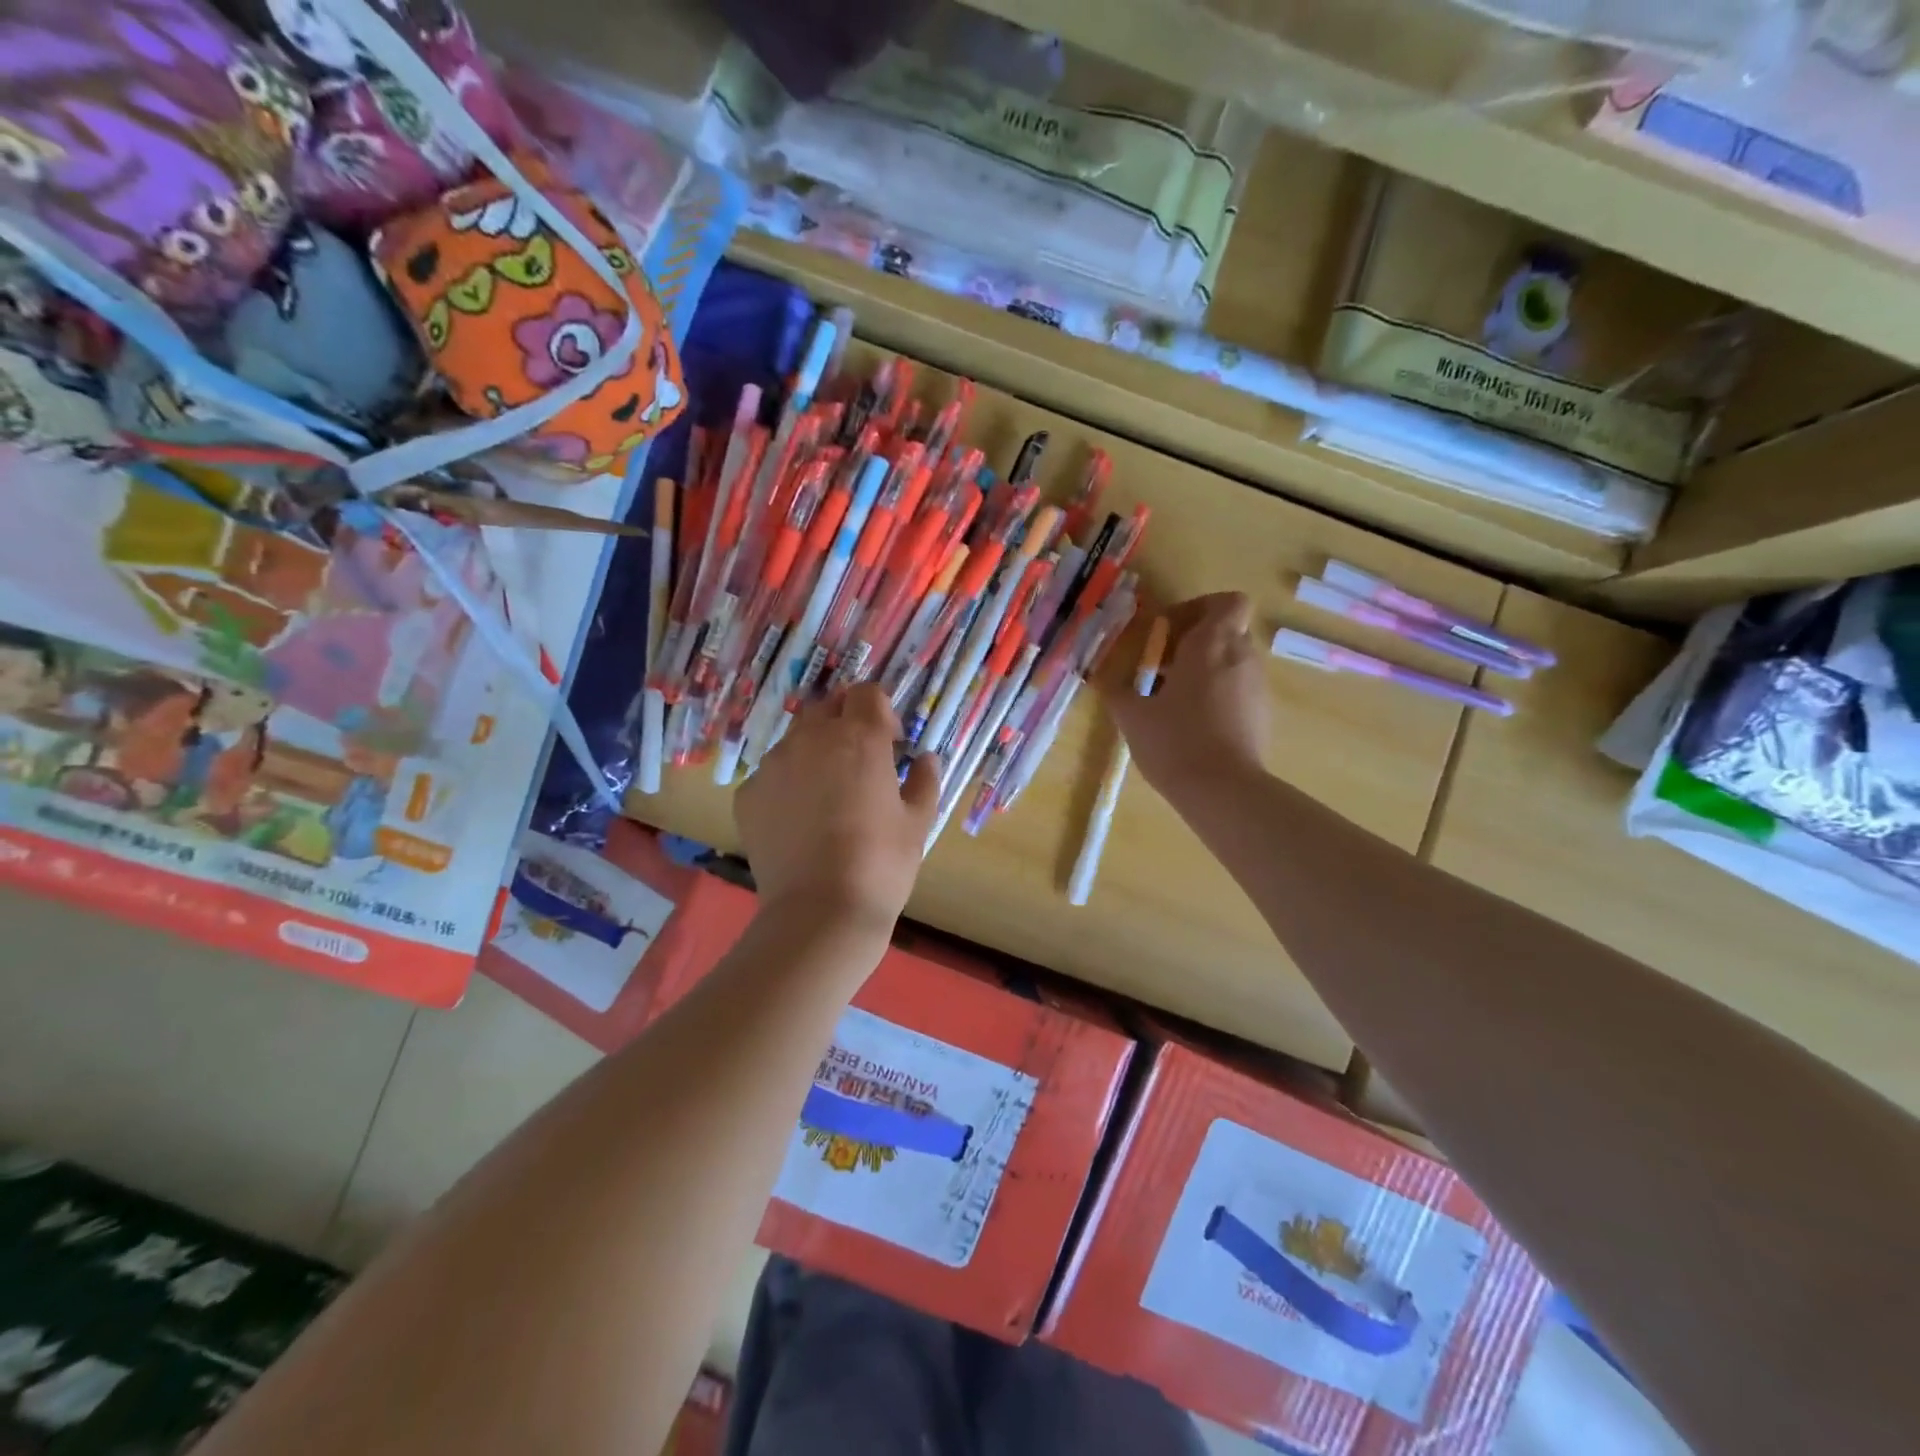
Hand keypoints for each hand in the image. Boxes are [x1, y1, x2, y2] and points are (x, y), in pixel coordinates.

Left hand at [735, 684, 940, 934]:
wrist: (819, 912)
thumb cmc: (881, 863)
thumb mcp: (918, 822)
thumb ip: (924, 780)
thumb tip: (925, 759)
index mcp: (859, 738)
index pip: (867, 693)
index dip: (882, 711)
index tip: (891, 743)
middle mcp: (811, 739)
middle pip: (827, 707)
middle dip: (845, 722)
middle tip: (860, 760)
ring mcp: (773, 765)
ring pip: (795, 739)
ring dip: (815, 751)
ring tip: (827, 794)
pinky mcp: (748, 794)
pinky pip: (772, 774)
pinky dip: (788, 784)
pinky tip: (800, 821)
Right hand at [1099, 592, 1268, 798]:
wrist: (1223, 791)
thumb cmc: (1174, 741)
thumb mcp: (1132, 715)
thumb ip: (1115, 689)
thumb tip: (1100, 677)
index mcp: (1211, 645)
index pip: (1227, 602)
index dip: (1199, 608)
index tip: (1168, 633)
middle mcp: (1242, 657)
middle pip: (1226, 631)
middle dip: (1194, 642)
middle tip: (1162, 668)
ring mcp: (1257, 687)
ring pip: (1232, 661)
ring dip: (1204, 669)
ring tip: (1172, 700)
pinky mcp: (1262, 715)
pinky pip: (1239, 689)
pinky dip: (1217, 694)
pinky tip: (1192, 724)